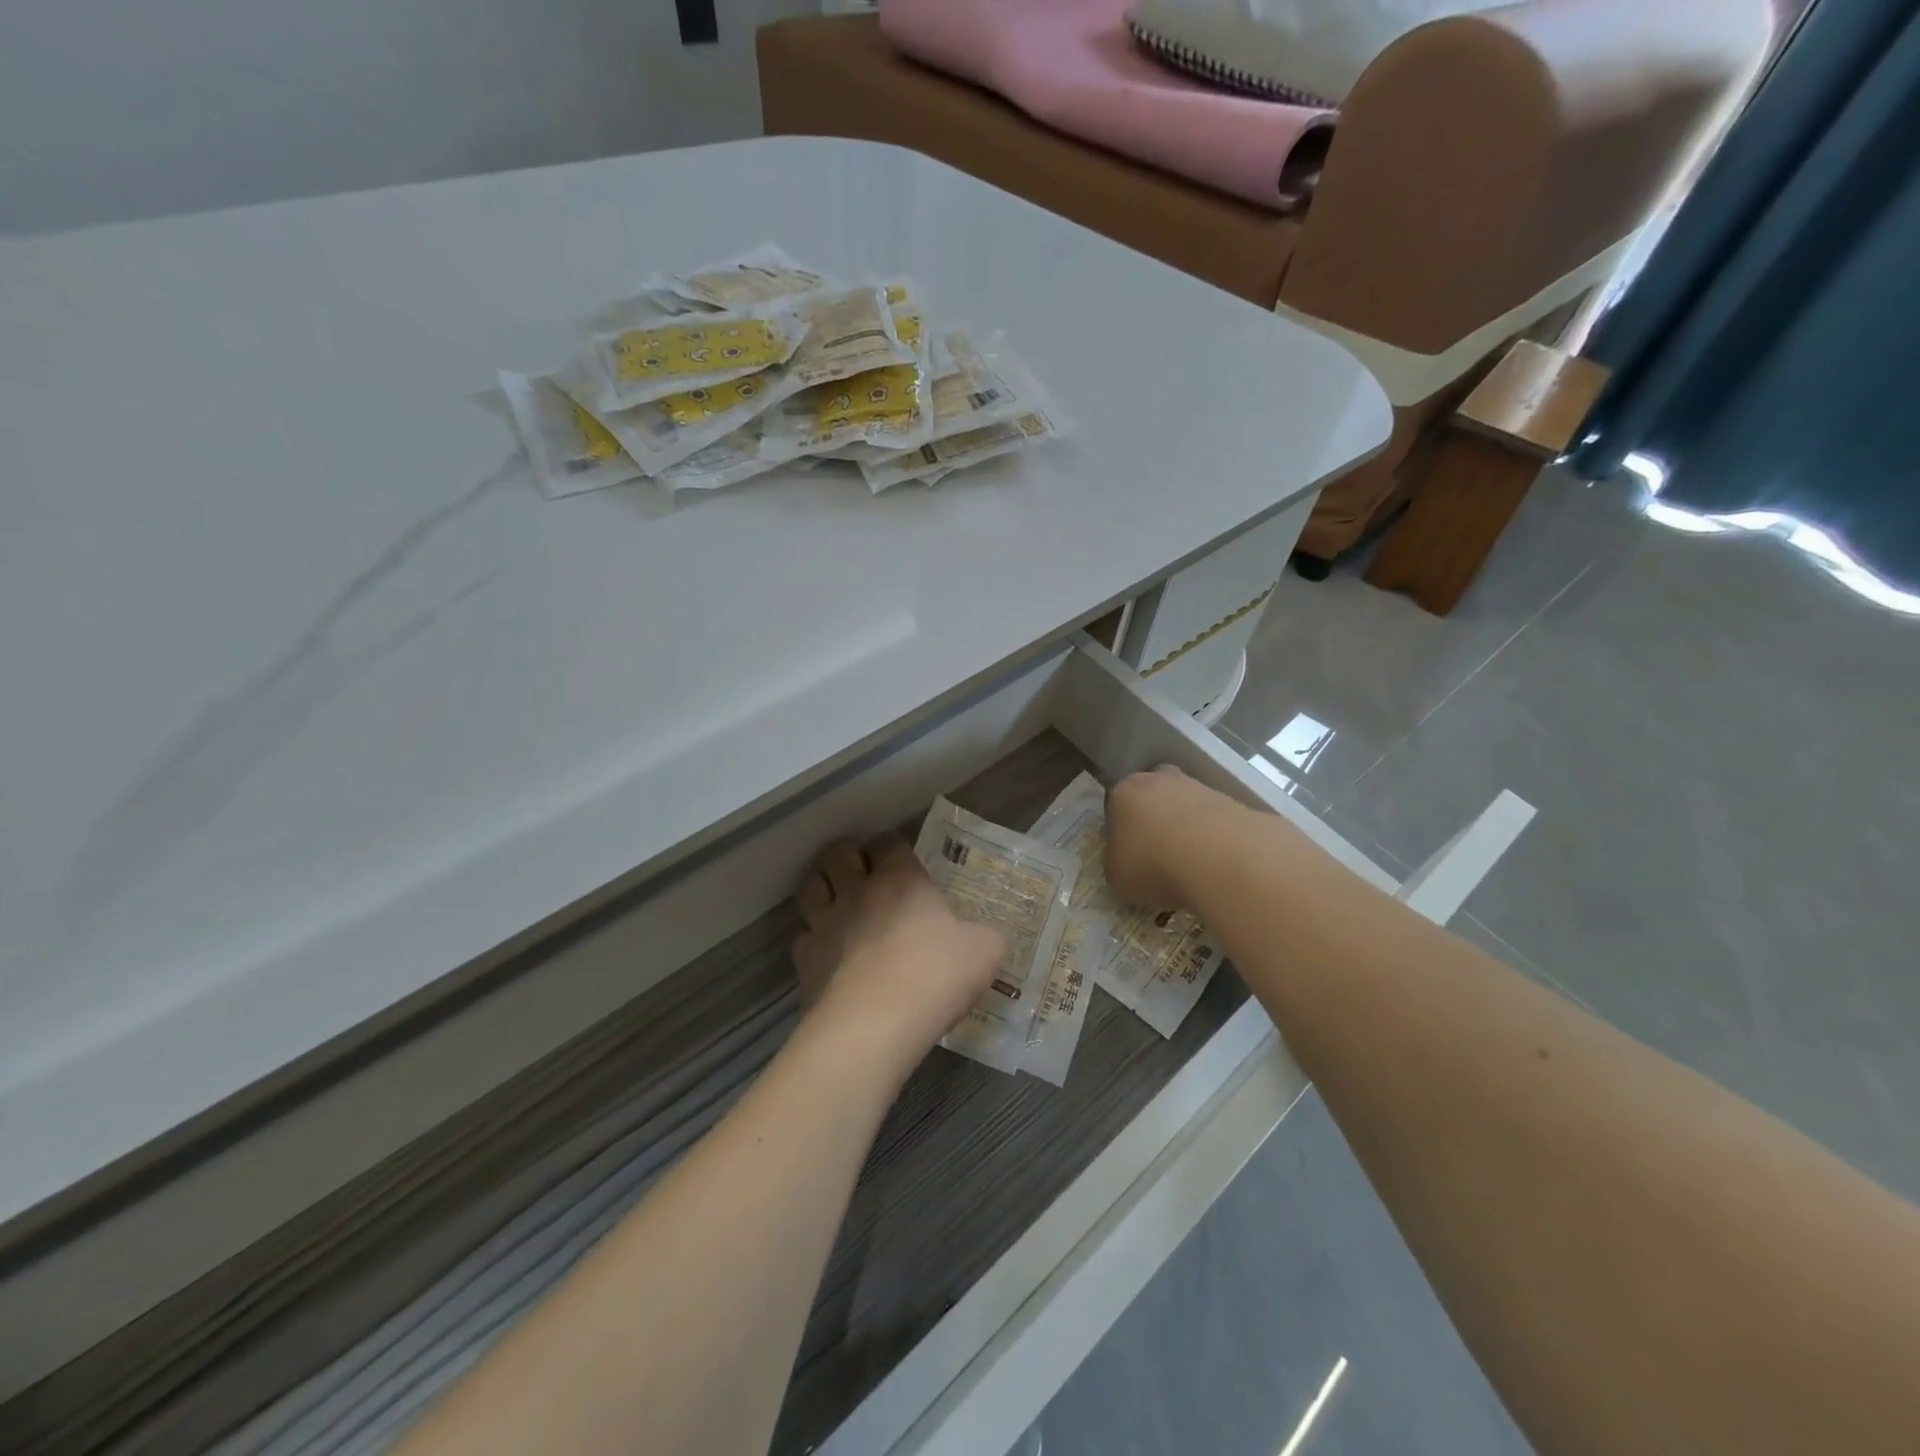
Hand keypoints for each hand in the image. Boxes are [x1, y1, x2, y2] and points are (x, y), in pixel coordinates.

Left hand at [793, 835, 1004, 1063]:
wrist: (875, 1023)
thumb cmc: (935, 975)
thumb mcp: (985, 952)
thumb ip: (985, 937)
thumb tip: (984, 938)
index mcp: (901, 878)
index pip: (887, 842)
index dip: (891, 846)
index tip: (899, 858)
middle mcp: (857, 890)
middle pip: (838, 854)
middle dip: (847, 854)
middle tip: (860, 869)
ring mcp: (826, 923)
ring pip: (811, 887)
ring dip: (821, 887)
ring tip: (834, 898)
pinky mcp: (805, 960)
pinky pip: (802, 937)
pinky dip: (812, 939)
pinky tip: (825, 951)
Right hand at [1104, 765, 1243, 912]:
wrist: (1219, 859)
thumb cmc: (1153, 865)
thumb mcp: (1117, 876)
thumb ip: (1117, 863)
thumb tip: (1126, 862)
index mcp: (1124, 793)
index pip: (1115, 805)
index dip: (1120, 830)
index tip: (1127, 854)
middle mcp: (1159, 780)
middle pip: (1152, 795)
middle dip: (1154, 818)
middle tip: (1158, 852)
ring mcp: (1198, 787)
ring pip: (1186, 804)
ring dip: (1186, 827)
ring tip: (1191, 863)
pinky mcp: (1232, 800)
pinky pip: (1214, 819)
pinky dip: (1213, 837)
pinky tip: (1215, 862)